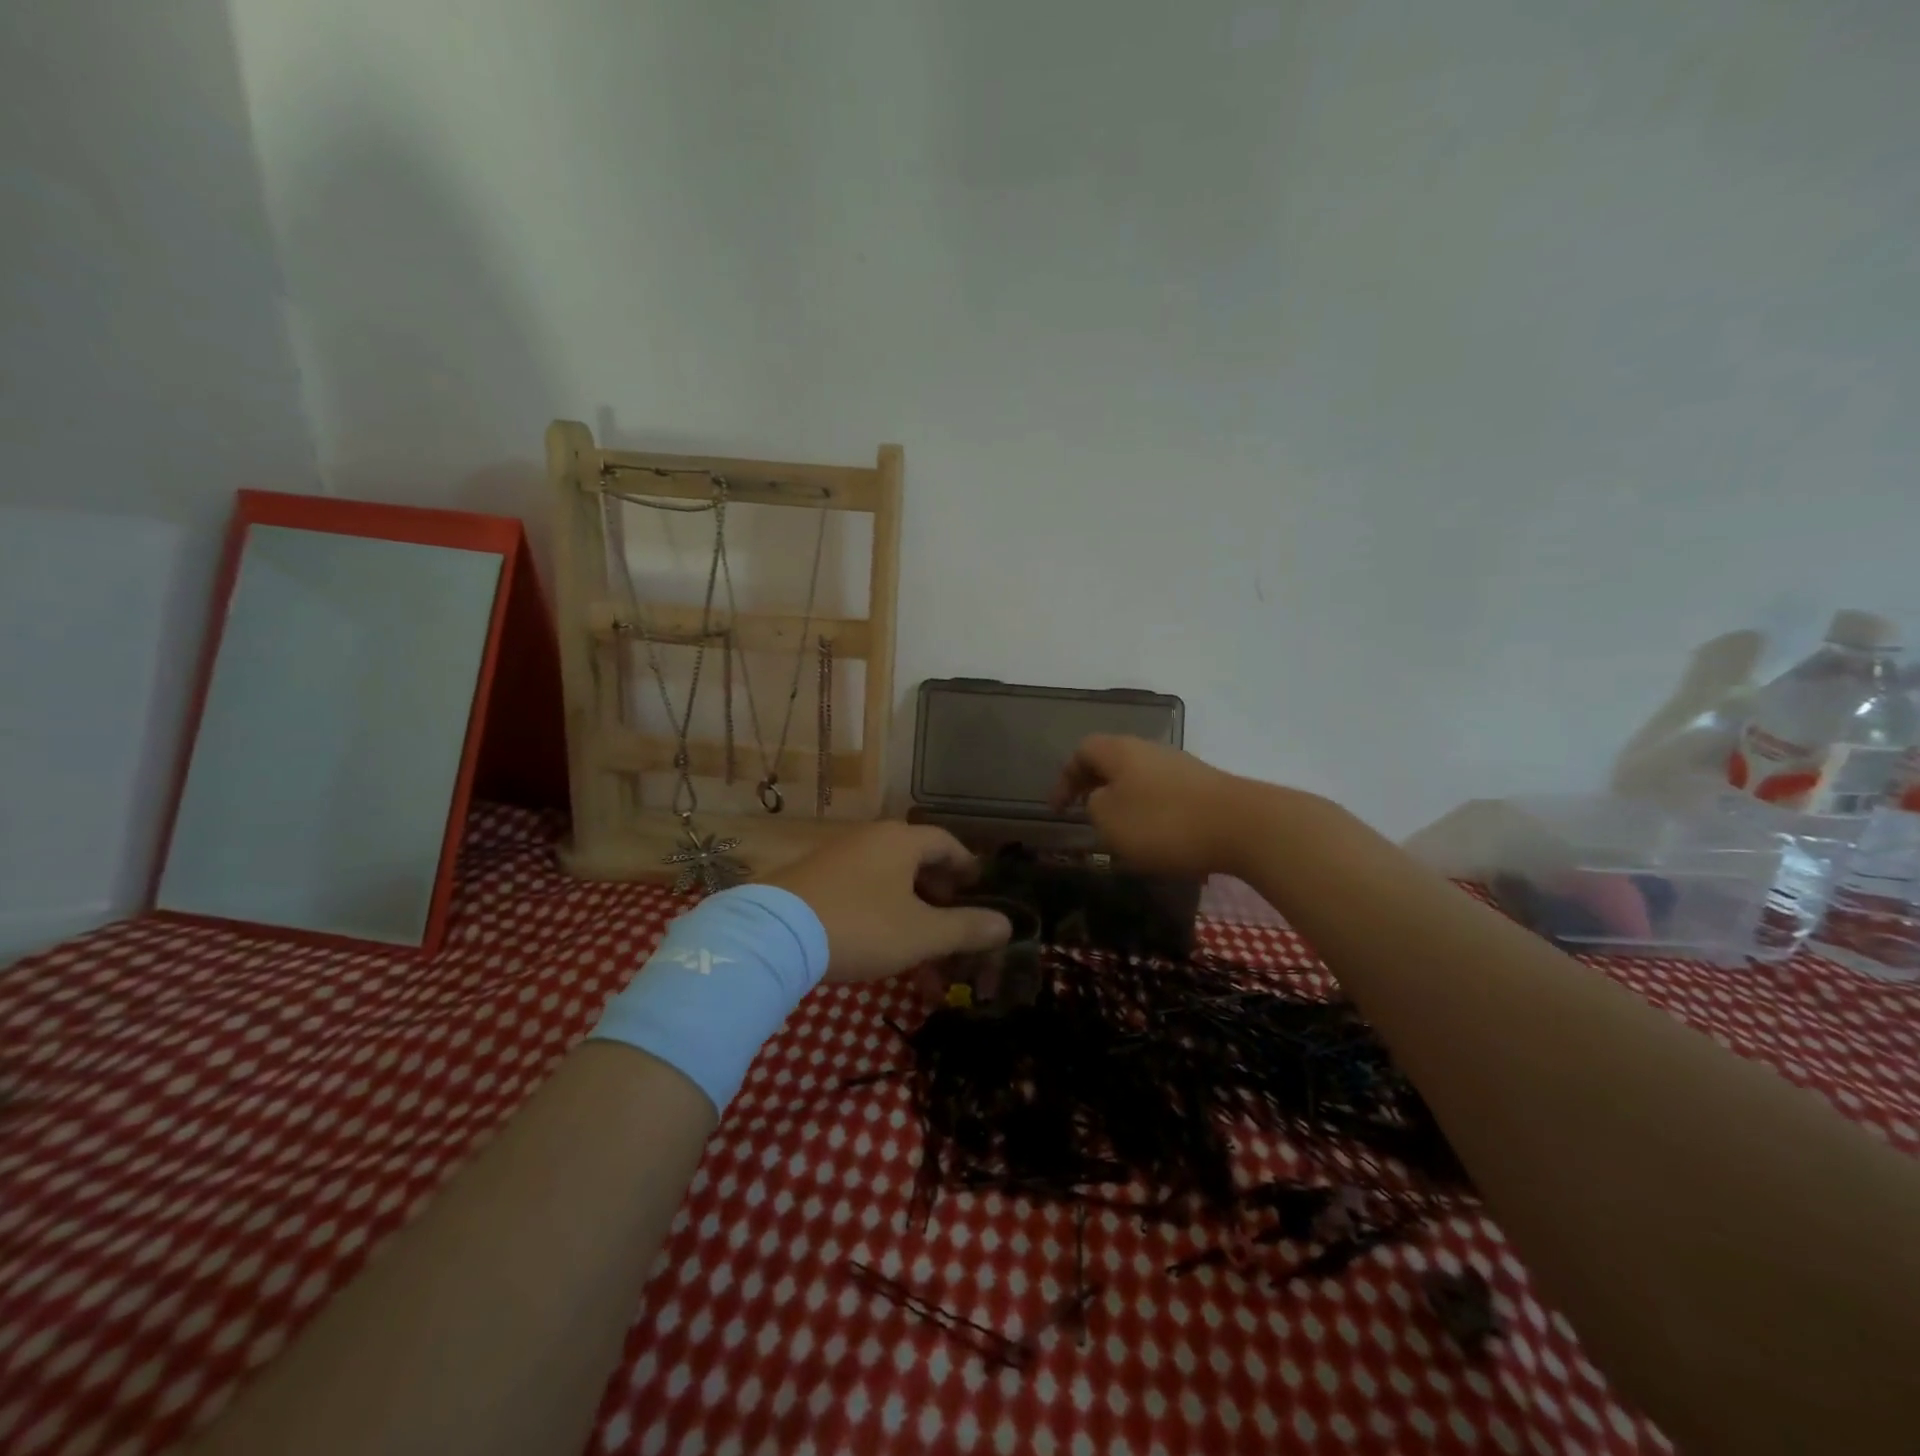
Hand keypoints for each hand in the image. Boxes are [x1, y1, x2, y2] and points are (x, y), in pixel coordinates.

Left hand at [763, 823, 1011, 982]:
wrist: (774, 935)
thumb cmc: (862, 926)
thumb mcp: (921, 933)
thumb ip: (966, 928)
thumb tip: (1006, 924)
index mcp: (901, 841)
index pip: (946, 843)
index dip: (967, 867)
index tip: (979, 890)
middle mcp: (870, 839)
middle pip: (916, 862)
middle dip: (939, 898)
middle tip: (952, 927)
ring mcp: (838, 857)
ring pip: (888, 883)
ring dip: (910, 915)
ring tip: (920, 954)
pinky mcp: (812, 880)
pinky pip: (860, 892)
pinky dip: (880, 916)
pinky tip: (879, 949)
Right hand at [1051, 734, 1255, 878]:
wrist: (1243, 826)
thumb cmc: (1163, 822)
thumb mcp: (1110, 820)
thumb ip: (1094, 807)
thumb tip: (1101, 799)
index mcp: (1119, 751)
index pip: (1082, 752)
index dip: (1064, 779)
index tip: (1058, 810)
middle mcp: (1148, 749)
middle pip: (1111, 761)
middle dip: (1094, 787)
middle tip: (1084, 815)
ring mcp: (1180, 766)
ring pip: (1138, 778)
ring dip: (1123, 800)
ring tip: (1120, 832)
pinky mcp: (1204, 786)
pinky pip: (1163, 793)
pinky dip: (1150, 811)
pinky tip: (1157, 838)